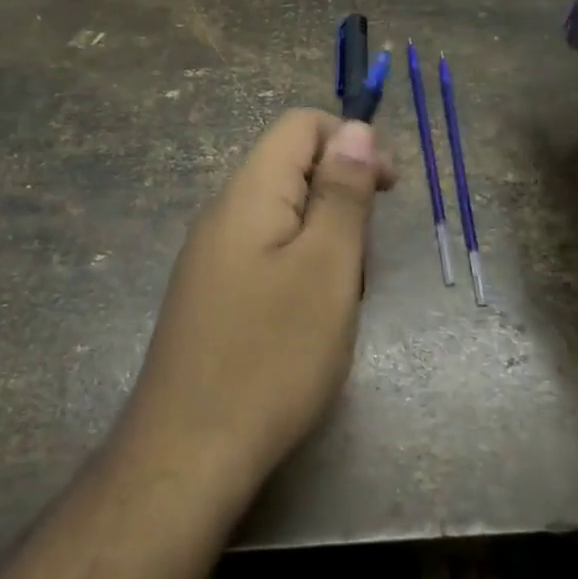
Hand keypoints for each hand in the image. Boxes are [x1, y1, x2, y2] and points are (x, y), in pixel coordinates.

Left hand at [121, 109, 395, 487]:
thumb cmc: (272, 355)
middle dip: (341, 197)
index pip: (301, 125)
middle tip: (364, 259)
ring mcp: (211, 257)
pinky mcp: (211, 295)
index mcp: (248, 192)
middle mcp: (222, 213)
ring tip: (341, 297)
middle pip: (291, 168)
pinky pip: (265, 256)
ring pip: (283, 216)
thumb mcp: (327, 267)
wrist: (189, 453)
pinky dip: (300, 270)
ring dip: (325, 241)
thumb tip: (353, 128)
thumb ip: (342, 192)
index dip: (351, 141)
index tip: (388, 188)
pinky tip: (308, 320)